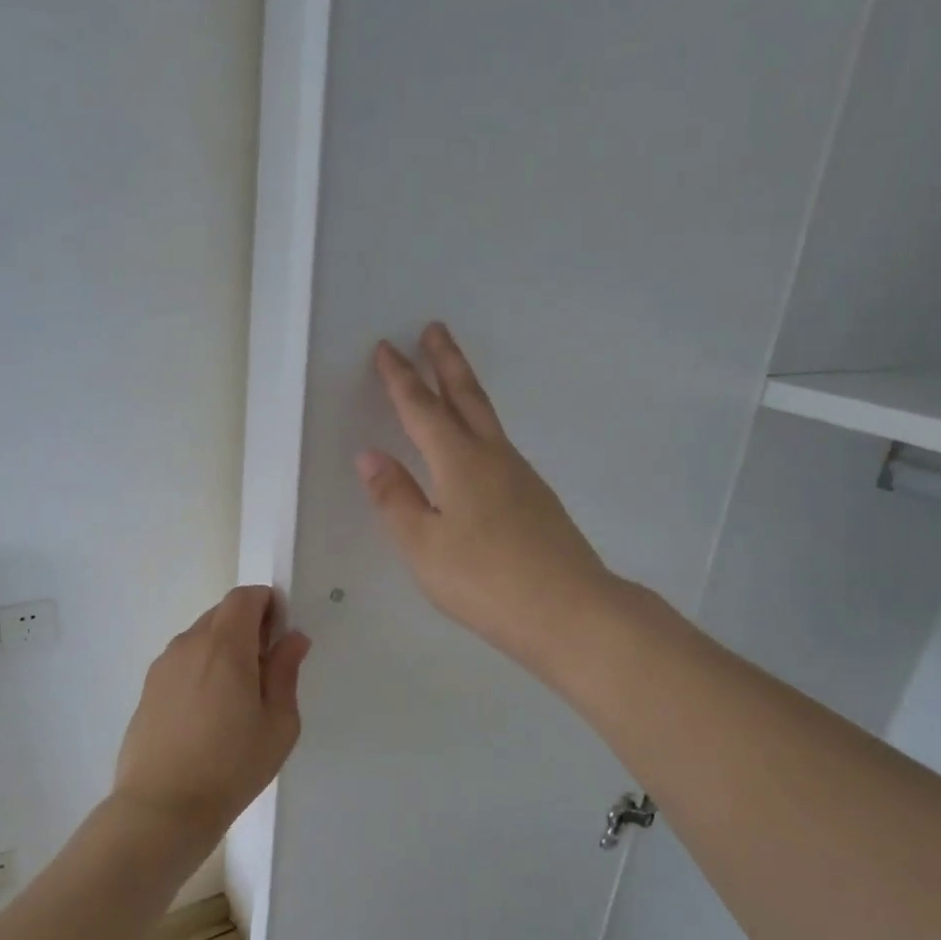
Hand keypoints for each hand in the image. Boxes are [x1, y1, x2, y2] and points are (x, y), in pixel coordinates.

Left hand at [114, 586, 310, 838]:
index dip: (267, 604)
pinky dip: (201, 668)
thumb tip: (292, 638)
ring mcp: (163, 666)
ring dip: (223, 648)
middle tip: (265, 669)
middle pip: (221, 614)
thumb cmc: (231, 766)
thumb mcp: (278, 723)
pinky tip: (208, 713)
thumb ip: (285, 672)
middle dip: (248, 626)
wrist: (162, 808)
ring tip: (237, 697)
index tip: (281, 634)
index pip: (244, 597)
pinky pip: (182, 661)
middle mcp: (189, 644)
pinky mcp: (148, 688)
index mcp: (224, 646)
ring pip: (200, 637)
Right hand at [357, 323, 620, 678]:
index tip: (386, 347)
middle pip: (466, 397)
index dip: (401, 378)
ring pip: (488, 419)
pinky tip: (477, 448)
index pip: (422, 409)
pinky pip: (499, 446)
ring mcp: (521, 476)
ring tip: (452, 377)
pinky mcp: (537, 499)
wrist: (570, 611)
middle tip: (434, 328)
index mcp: (459, 463)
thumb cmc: (485, 580)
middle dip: (446, 361)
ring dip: (466, 390)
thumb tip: (370, 455)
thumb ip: (395, 499)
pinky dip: (480, 427)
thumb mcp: (423, 546)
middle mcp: (493, 457)